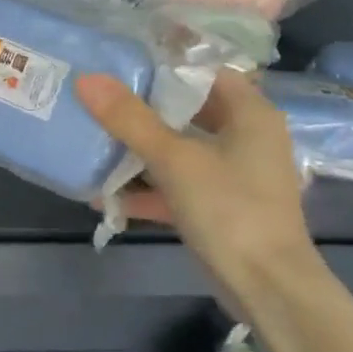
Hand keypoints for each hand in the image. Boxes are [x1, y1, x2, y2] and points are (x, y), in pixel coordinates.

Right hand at [75, 68, 318, 301]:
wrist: (266, 287)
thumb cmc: (229, 208)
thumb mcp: (174, 159)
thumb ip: (130, 119)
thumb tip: (87, 79)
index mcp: (250, 114)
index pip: (206, 72)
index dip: (166, 65)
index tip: (121, 65)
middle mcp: (246, 138)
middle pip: (188, 112)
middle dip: (143, 110)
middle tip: (98, 101)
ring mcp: (232, 175)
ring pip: (179, 150)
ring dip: (139, 152)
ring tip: (94, 144)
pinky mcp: (218, 207)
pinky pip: (176, 186)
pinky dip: (146, 190)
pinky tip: (106, 197)